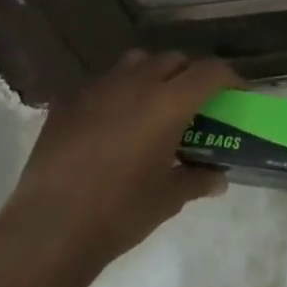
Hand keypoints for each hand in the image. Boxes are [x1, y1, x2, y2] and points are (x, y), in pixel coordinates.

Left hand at [0, 50, 237, 280]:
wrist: (50, 227)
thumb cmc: (120, 212)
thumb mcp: (168, 198)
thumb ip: (198, 180)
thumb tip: (218, 178)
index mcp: (168, 104)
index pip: (209, 71)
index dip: (229, 77)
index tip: (236, 93)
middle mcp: (135, 84)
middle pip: (173, 60)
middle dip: (190, 74)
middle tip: (195, 102)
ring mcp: (97, 89)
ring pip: (135, 63)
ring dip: (153, 74)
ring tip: (154, 103)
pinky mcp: (67, 102)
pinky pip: (101, 83)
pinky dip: (117, 92)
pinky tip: (113, 122)